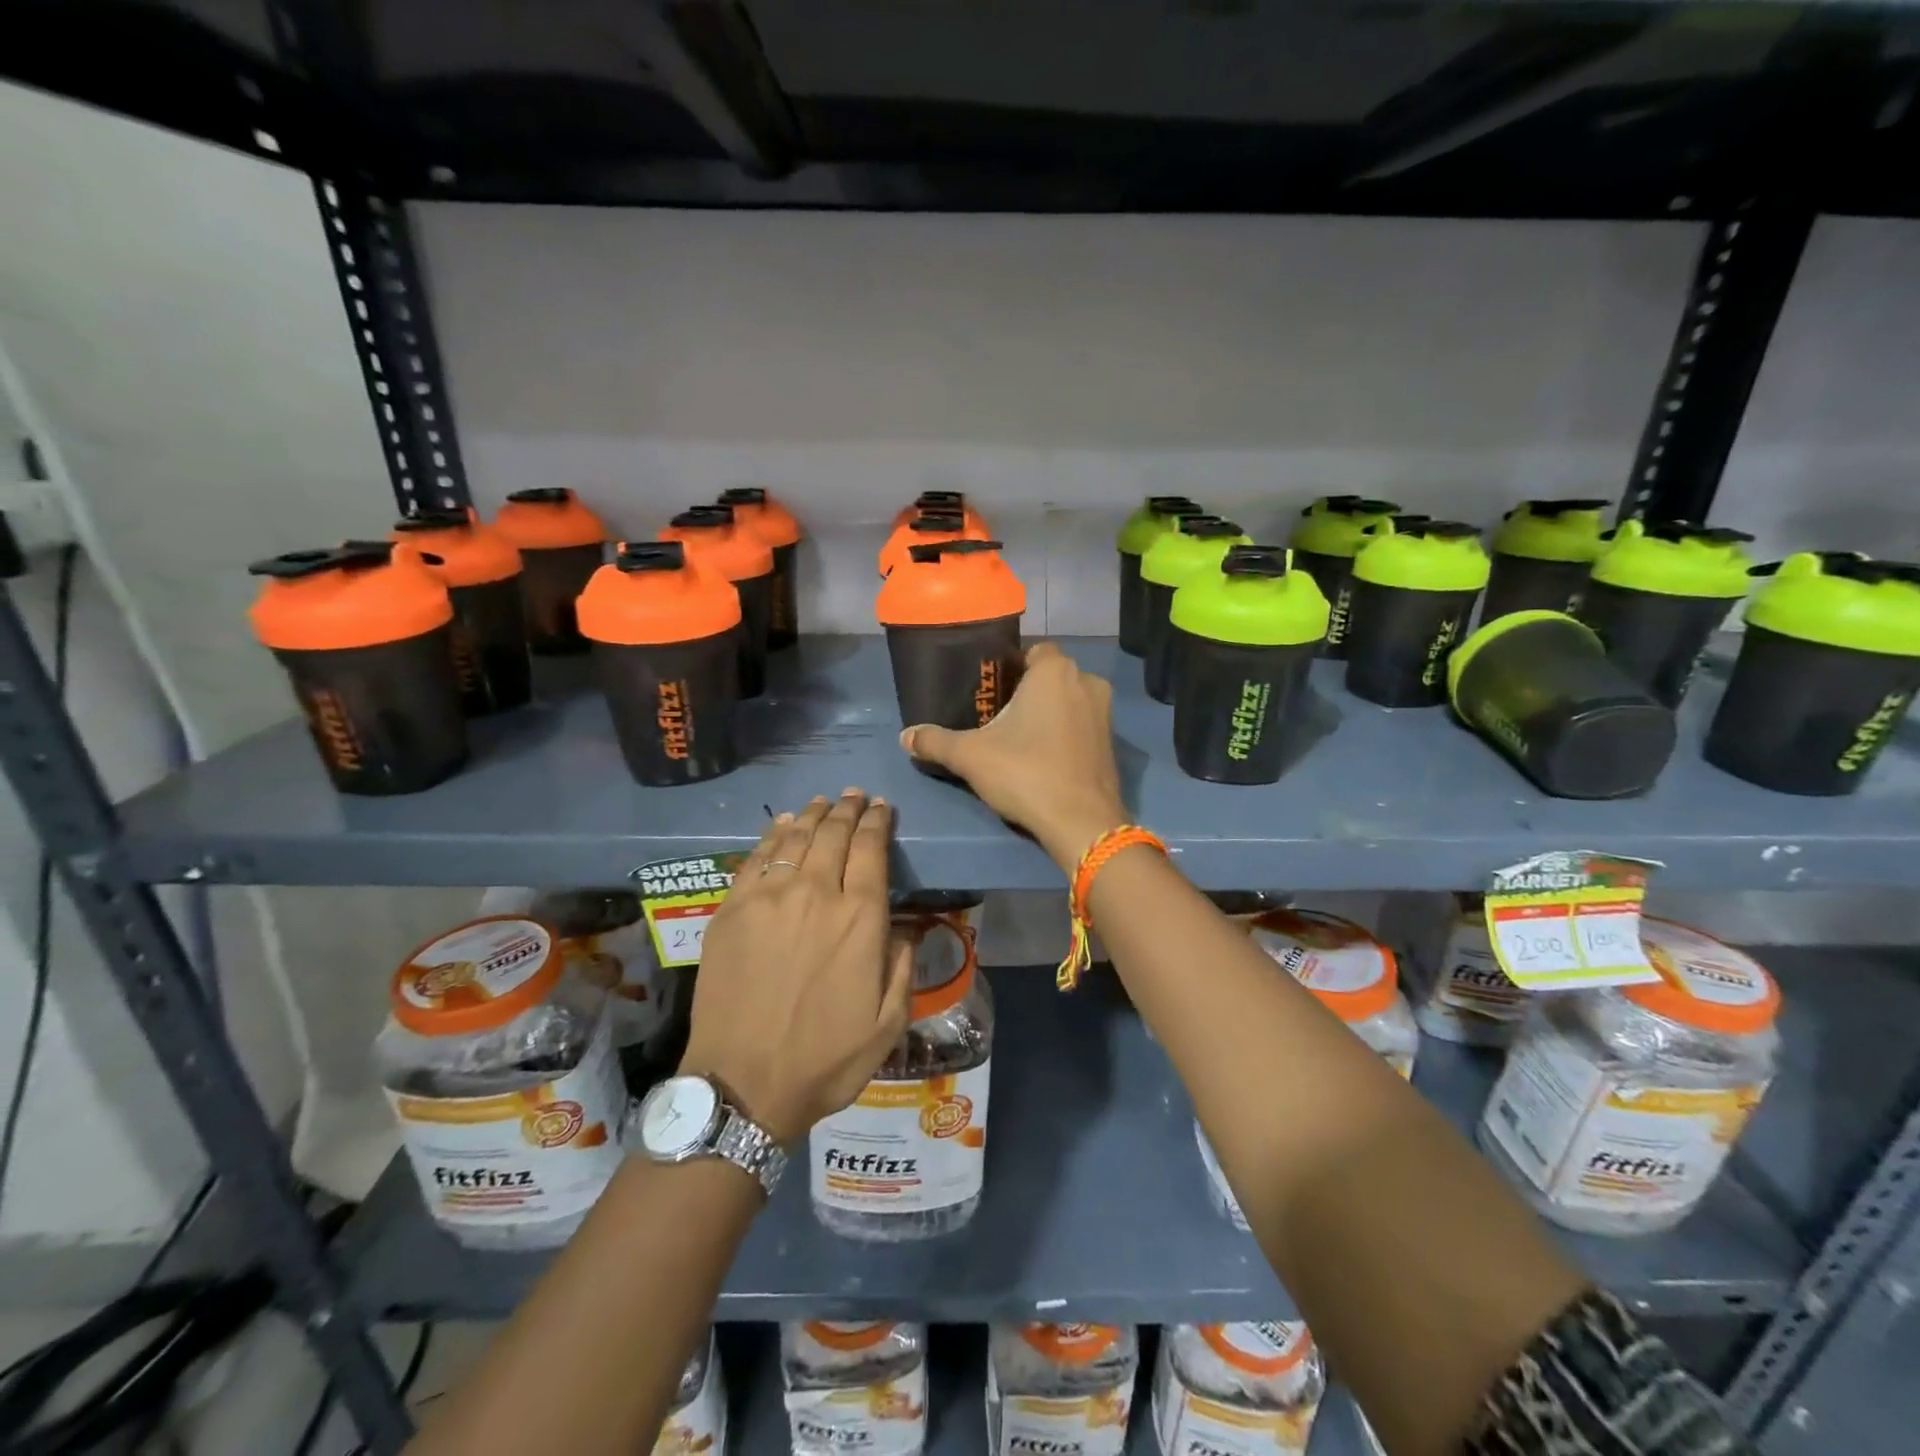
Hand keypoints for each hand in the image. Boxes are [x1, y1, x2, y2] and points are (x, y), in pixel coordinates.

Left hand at [679, 790, 912, 1144]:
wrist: (743, 1085)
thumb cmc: (825, 1059)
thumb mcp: (888, 1023)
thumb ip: (903, 967)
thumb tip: (905, 928)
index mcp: (859, 918)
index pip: (871, 849)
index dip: (878, 822)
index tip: (882, 808)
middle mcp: (815, 894)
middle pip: (833, 834)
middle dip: (848, 810)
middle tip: (855, 796)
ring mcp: (767, 898)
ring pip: (794, 839)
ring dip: (812, 816)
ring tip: (823, 803)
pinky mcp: (731, 910)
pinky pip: (755, 859)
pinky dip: (772, 836)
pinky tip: (781, 826)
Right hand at [900, 642, 1127, 871]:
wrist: (1081, 822)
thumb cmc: (1026, 773)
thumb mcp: (971, 756)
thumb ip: (935, 742)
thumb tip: (905, 737)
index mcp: (1055, 671)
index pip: (1032, 651)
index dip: (1010, 667)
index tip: (989, 691)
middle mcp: (1086, 681)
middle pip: (1049, 676)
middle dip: (1027, 691)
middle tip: (997, 716)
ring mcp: (1105, 713)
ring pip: (1068, 701)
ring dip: (1047, 712)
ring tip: (1018, 738)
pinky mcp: (1112, 743)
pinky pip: (1082, 725)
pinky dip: (1065, 733)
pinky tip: (1043, 757)